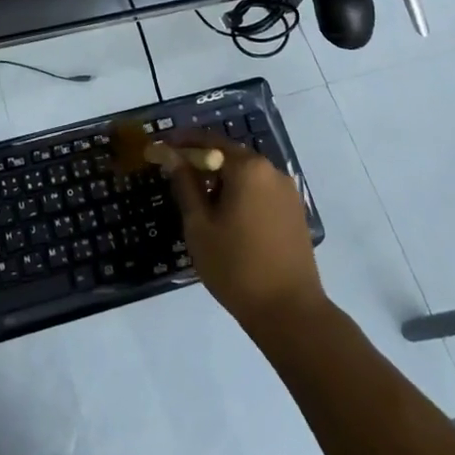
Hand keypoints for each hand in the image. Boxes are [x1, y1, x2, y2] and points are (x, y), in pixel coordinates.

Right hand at [166, 132, 325, 335]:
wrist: (290, 312)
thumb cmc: (236, 267)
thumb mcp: (199, 225)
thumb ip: (185, 184)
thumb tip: (171, 155)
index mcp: (247, 168)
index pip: (208, 142)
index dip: (181, 143)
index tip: (160, 147)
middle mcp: (271, 170)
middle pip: (229, 154)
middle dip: (201, 160)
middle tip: (175, 174)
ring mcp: (287, 191)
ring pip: (246, 173)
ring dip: (221, 178)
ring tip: (198, 198)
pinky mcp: (294, 211)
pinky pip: (260, 190)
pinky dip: (240, 192)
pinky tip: (226, 214)